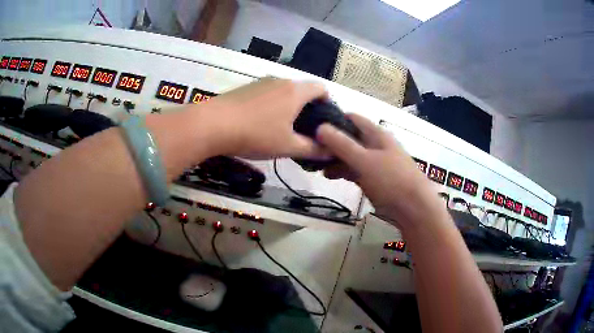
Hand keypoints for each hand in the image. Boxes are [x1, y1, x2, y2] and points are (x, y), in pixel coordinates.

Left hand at [200, 77, 328, 158]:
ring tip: (283, 128)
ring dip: (289, 106)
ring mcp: (261, 82)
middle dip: (308, 107)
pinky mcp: (246, 88)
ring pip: (284, 92)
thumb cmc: (255, 134)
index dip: (328, 102)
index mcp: (295, 91)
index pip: (321, 88)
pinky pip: (268, 93)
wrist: (212, 124)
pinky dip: (273, 105)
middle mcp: (280, 81)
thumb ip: (313, 149)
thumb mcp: (287, 146)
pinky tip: (262, 123)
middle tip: (306, 130)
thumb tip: (331, 151)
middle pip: (302, 89)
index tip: (325, 121)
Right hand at [316, 114, 442, 228]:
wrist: (414, 208)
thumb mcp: (364, 160)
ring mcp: (375, 162)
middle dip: (330, 143)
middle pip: (349, 138)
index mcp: (376, 134)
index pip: (352, 119)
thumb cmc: (391, 180)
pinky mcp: (375, 178)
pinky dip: (343, 171)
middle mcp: (375, 145)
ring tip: (316, 167)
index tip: (312, 128)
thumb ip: (342, 144)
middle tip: (310, 151)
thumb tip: (319, 126)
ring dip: (335, 159)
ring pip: (351, 155)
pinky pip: (356, 170)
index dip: (332, 120)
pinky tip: (331, 176)